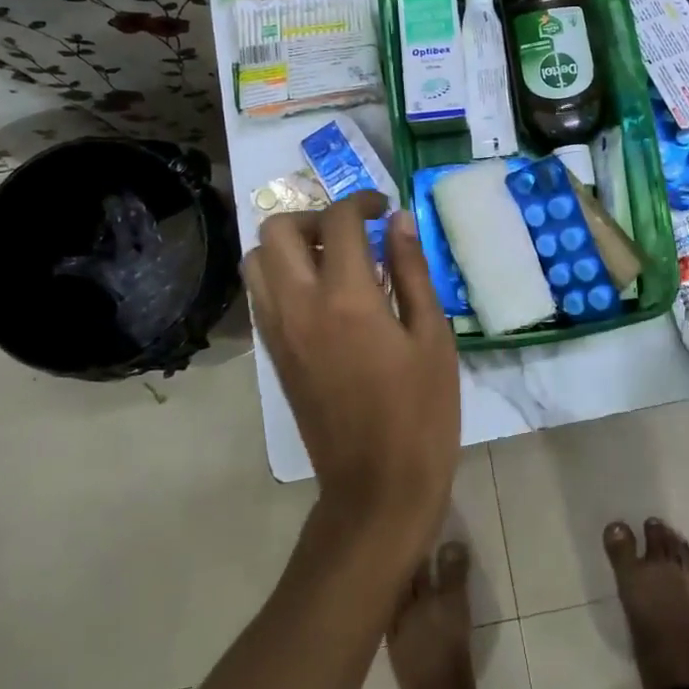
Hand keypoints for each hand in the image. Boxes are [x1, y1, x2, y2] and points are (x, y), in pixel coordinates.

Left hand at [244, 192, 460, 548]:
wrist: (377, 487)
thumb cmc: (421, 412)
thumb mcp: (432, 336)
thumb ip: (411, 271)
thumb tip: (399, 221)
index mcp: (346, 299)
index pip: (338, 221)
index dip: (362, 202)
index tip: (384, 209)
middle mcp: (299, 306)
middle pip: (276, 230)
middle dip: (315, 217)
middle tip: (353, 234)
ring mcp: (278, 332)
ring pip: (256, 261)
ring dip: (290, 246)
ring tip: (334, 261)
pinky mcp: (274, 355)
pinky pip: (261, 295)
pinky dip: (282, 275)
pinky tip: (324, 295)